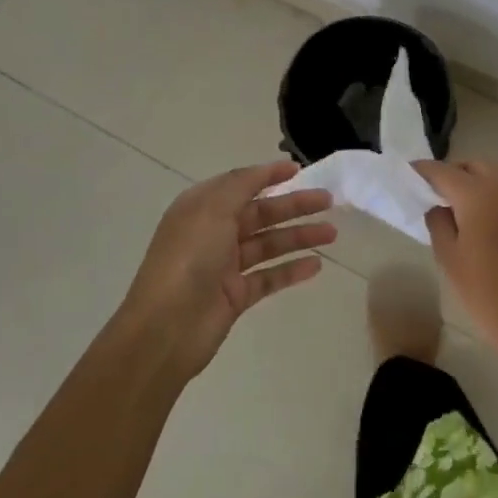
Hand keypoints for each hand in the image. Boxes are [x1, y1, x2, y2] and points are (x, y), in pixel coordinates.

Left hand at [119, 161, 335, 379]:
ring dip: (299, 236)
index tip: (299, 169)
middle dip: (294, 205)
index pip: (241, 184)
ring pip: (269, 244)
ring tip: (332, 233)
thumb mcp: (212, 209)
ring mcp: (224, 266)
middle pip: (261, 213)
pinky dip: (291, 270)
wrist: (165, 328)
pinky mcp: (235, 296)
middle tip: (328, 200)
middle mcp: (213, 232)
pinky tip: (316, 265)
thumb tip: (264, 170)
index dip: (269, 175)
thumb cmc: (188, 258)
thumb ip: (241, 185)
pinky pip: (269, 277)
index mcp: (202, 207)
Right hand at [411, 158, 497, 362]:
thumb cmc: (485, 291)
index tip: (409, 173)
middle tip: (435, 192)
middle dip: (451, 172)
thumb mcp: (448, 257)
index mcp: (477, 195)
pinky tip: (486, 210)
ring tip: (461, 198)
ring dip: (475, 175)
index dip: (423, 170)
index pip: (443, 172)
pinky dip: (495, 186)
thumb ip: (438, 221)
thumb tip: (437, 205)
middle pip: (471, 164)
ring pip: (495, 168)